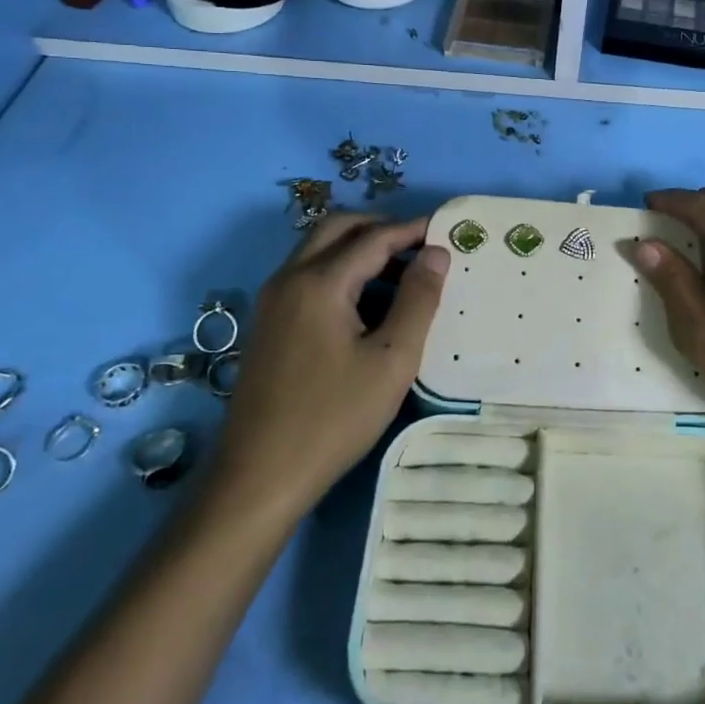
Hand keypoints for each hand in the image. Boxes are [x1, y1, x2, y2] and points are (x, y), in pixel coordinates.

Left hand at [211, 214, 449, 519]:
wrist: (258, 477)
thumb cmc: (334, 418)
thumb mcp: (391, 361)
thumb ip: (418, 300)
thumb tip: (437, 252)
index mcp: (319, 283)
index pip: (373, 237)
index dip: (412, 230)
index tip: (446, 230)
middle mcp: (288, 279)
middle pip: (337, 228)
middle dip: (380, 227)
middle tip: (420, 245)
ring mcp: (271, 300)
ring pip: (318, 249)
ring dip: (359, 247)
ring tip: (401, 273)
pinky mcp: (267, 323)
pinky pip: (306, 274)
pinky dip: (340, 269)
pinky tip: (366, 303)